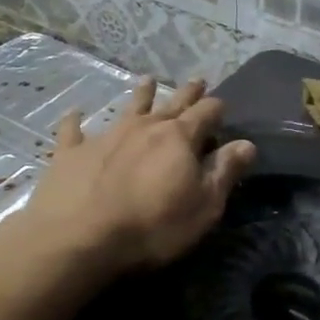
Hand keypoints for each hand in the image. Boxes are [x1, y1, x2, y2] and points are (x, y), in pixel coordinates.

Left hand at [27, 78, 256, 273]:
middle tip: (197, 81)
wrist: (79, 239)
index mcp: (179, 139)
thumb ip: (224, 172)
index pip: (206, 113)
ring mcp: (105, 136)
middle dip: (187, 93)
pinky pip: (74, 130)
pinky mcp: (71, 153)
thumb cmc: (152, 227)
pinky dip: (76, 121)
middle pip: (171, 104)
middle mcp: (144, 127)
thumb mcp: (203, 206)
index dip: (216, 108)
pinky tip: (74, 113)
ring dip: (141, 94)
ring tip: (148, 81)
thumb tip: (247, 143)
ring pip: (129, 107)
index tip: (222, 106)